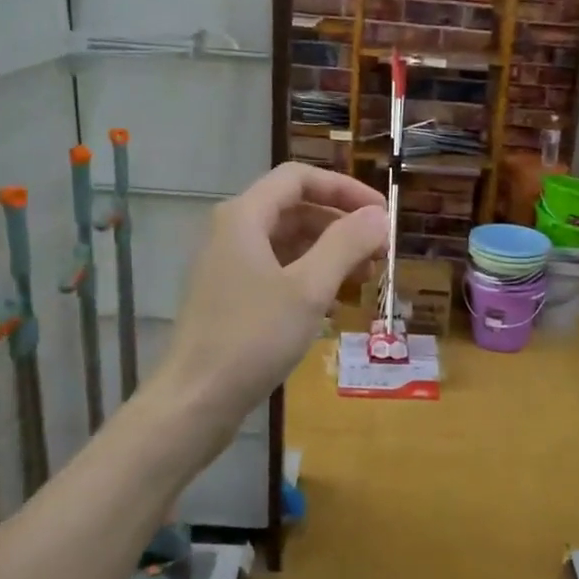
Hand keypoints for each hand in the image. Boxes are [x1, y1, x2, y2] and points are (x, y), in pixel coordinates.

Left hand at [158, 164, 386, 426]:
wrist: (197, 400)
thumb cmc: (253, 337)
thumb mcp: (309, 288)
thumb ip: (346, 244)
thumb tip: (379, 215)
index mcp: (245, 216)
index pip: (300, 178)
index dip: (345, 189)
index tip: (382, 214)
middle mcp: (233, 232)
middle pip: (296, 209)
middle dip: (341, 225)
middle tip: (380, 252)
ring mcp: (230, 266)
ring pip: (289, 243)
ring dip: (330, 254)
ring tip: (365, 279)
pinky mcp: (232, 297)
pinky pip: (278, 271)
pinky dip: (310, 278)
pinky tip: (334, 304)